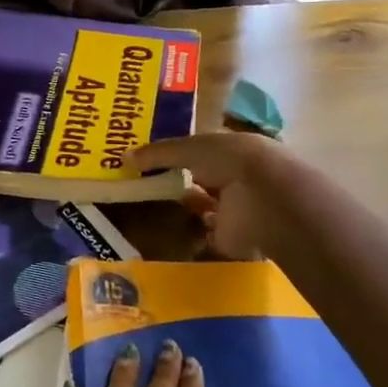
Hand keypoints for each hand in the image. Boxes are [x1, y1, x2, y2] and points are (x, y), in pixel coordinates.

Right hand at [134, 132, 292, 260]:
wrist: (264, 199)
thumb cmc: (230, 160)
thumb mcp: (189, 148)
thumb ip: (158, 154)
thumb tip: (123, 156)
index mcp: (228, 150)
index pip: (199, 151)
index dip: (175, 154)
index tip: (147, 159)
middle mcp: (232, 177)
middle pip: (200, 179)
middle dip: (178, 181)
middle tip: (141, 184)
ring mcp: (233, 209)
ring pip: (203, 207)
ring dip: (184, 208)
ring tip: (147, 208)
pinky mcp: (230, 238)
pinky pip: (204, 236)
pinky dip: (188, 237)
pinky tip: (164, 233)